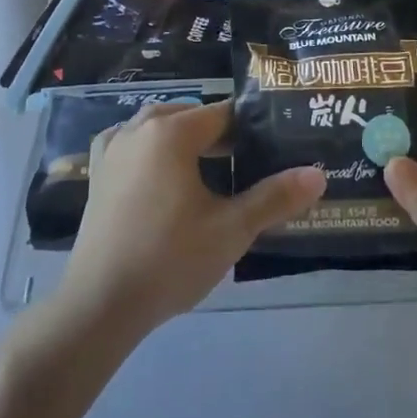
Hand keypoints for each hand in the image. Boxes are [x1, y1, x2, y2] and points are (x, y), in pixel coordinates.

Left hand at [59, 102, 324, 337]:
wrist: (100, 302)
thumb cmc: (170, 259)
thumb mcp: (231, 230)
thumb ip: (275, 198)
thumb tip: (318, 174)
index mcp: (171, 133)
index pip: (222, 114)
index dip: (249, 128)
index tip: (271, 146)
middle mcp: (138, 129)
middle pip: (188, 116)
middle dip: (217, 133)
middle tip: (245, 160)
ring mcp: (113, 150)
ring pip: (155, 126)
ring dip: (182, 137)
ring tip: (208, 166)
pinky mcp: (98, 174)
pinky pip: (128, 143)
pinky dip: (148, 147)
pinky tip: (158, 170)